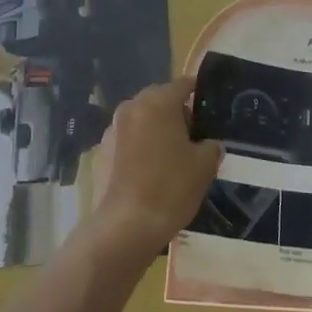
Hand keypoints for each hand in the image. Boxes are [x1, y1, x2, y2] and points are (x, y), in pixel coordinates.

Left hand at [84, 78, 221, 264]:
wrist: (125, 227)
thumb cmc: (170, 188)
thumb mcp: (205, 166)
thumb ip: (211, 146)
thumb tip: (208, 144)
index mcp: (157, 102)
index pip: (183, 84)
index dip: (198, 93)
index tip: (209, 106)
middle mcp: (131, 107)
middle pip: (159, 100)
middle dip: (176, 113)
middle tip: (193, 136)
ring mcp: (111, 129)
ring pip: (141, 120)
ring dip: (155, 130)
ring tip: (170, 157)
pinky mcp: (100, 152)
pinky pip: (126, 141)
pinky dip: (138, 148)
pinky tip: (148, 173)